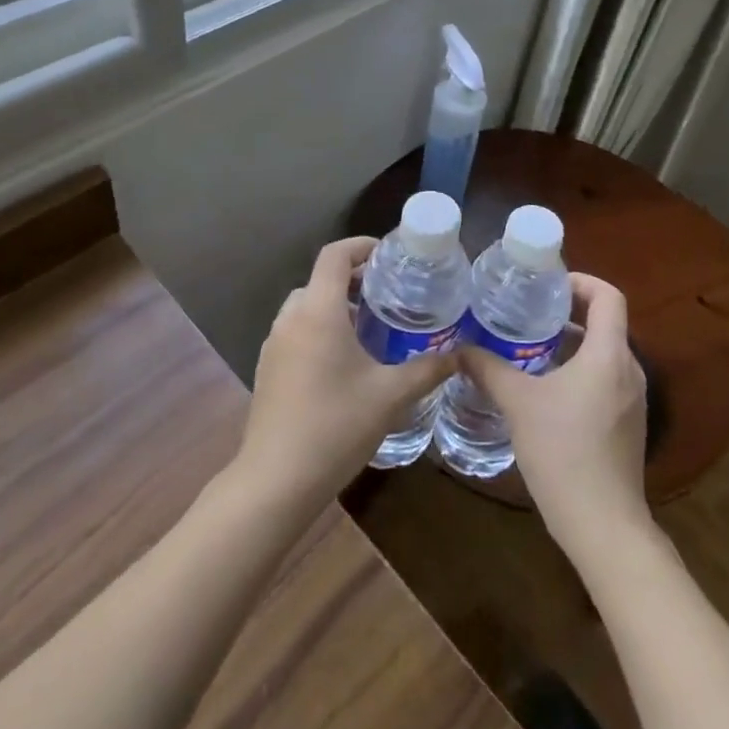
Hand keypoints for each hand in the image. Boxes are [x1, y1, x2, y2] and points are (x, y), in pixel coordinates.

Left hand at [237, 237, 454, 512]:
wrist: (275, 482)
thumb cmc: (335, 427)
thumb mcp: (390, 396)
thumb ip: (428, 369)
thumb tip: (461, 354)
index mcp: (318, 311)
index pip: (335, 255)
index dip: (362, 246)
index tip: (390, 256)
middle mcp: (291, 319)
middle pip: (321, 280)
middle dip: (354, 280)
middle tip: (388, 295)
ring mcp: (274, 345)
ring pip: (306, 307)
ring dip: (336, 306)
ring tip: (371, 328)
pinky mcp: (268, 369)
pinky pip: (296, 332)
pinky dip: (320, 329)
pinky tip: (344, 363)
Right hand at [456, 273, 651, 559]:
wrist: (604, 527)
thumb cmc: (564, 453)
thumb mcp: (518, 404)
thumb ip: (488, 369)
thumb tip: (458, 349)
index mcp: (609, 354)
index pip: (609, 296)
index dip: (581, 281)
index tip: (548, 286)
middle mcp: (629, 370)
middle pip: (606, 323)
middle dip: (570, 312)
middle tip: (530, 312)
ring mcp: (634, 400)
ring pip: (605, 353)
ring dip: (573, 344)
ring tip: (532, 347)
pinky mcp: (629, 425)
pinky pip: (607, 380)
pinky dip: (581, 371)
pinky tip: (547, 390)